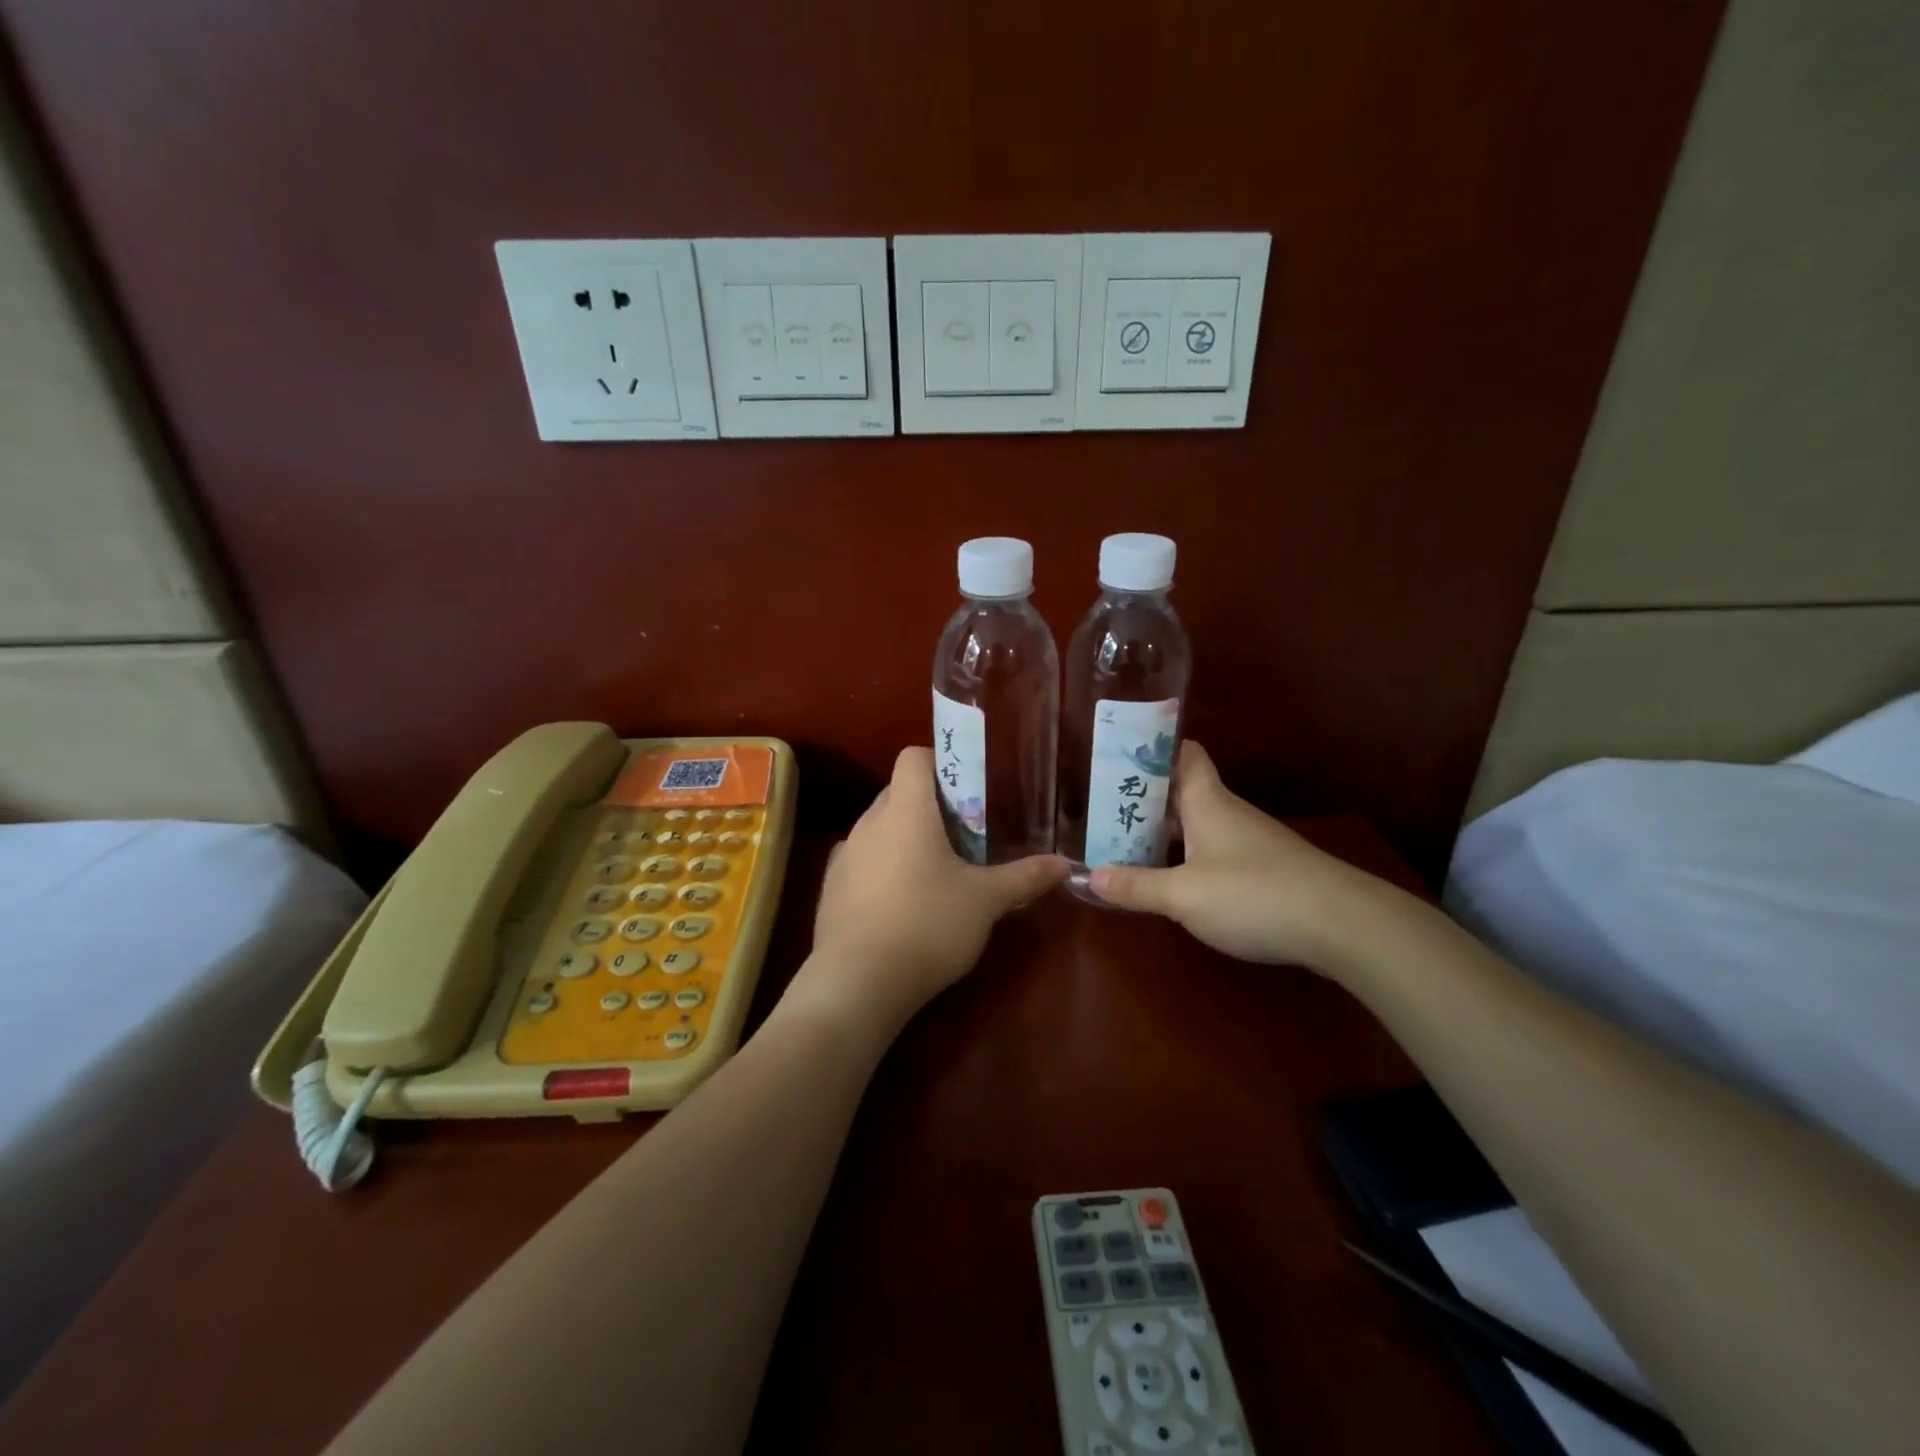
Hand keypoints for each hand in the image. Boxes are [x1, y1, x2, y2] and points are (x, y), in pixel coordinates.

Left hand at [787, 747, 1067, 1041]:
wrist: (857, 983)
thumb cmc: (927, 926)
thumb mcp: (986, 901)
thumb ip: (1025, 877)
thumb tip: (1065, 863)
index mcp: (906, 810)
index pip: (914, 757)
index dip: (941, 763)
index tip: (968, 791)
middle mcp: (869, 822)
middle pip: (899, 792)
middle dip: (931, 806)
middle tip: (965, 836)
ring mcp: (845, 855)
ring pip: (880, 827)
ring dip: (906, 837)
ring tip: (936, 871)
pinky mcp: (831, 888)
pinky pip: (862, 860)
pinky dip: (883, 867)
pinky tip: (902, 901)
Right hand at [1088, 741, 1383, 971]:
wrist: (1341, 925)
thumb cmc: (1253, 894)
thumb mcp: (1183, 895)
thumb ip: (1136, 886)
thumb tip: (1090, 877)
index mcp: (1206, 801)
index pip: (1182, 753)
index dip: (1152, 747)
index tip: (1117, 751)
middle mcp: (1226, 812)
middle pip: (1181, 792)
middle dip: (1143, 797)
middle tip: (1100, 806)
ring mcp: (1248, 841)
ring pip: (1196, 824)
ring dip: (1163, 830)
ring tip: (1122, 841)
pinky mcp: (1263, 870)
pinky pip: (1212, 851)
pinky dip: (1185, 857)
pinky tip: (1169, 879)